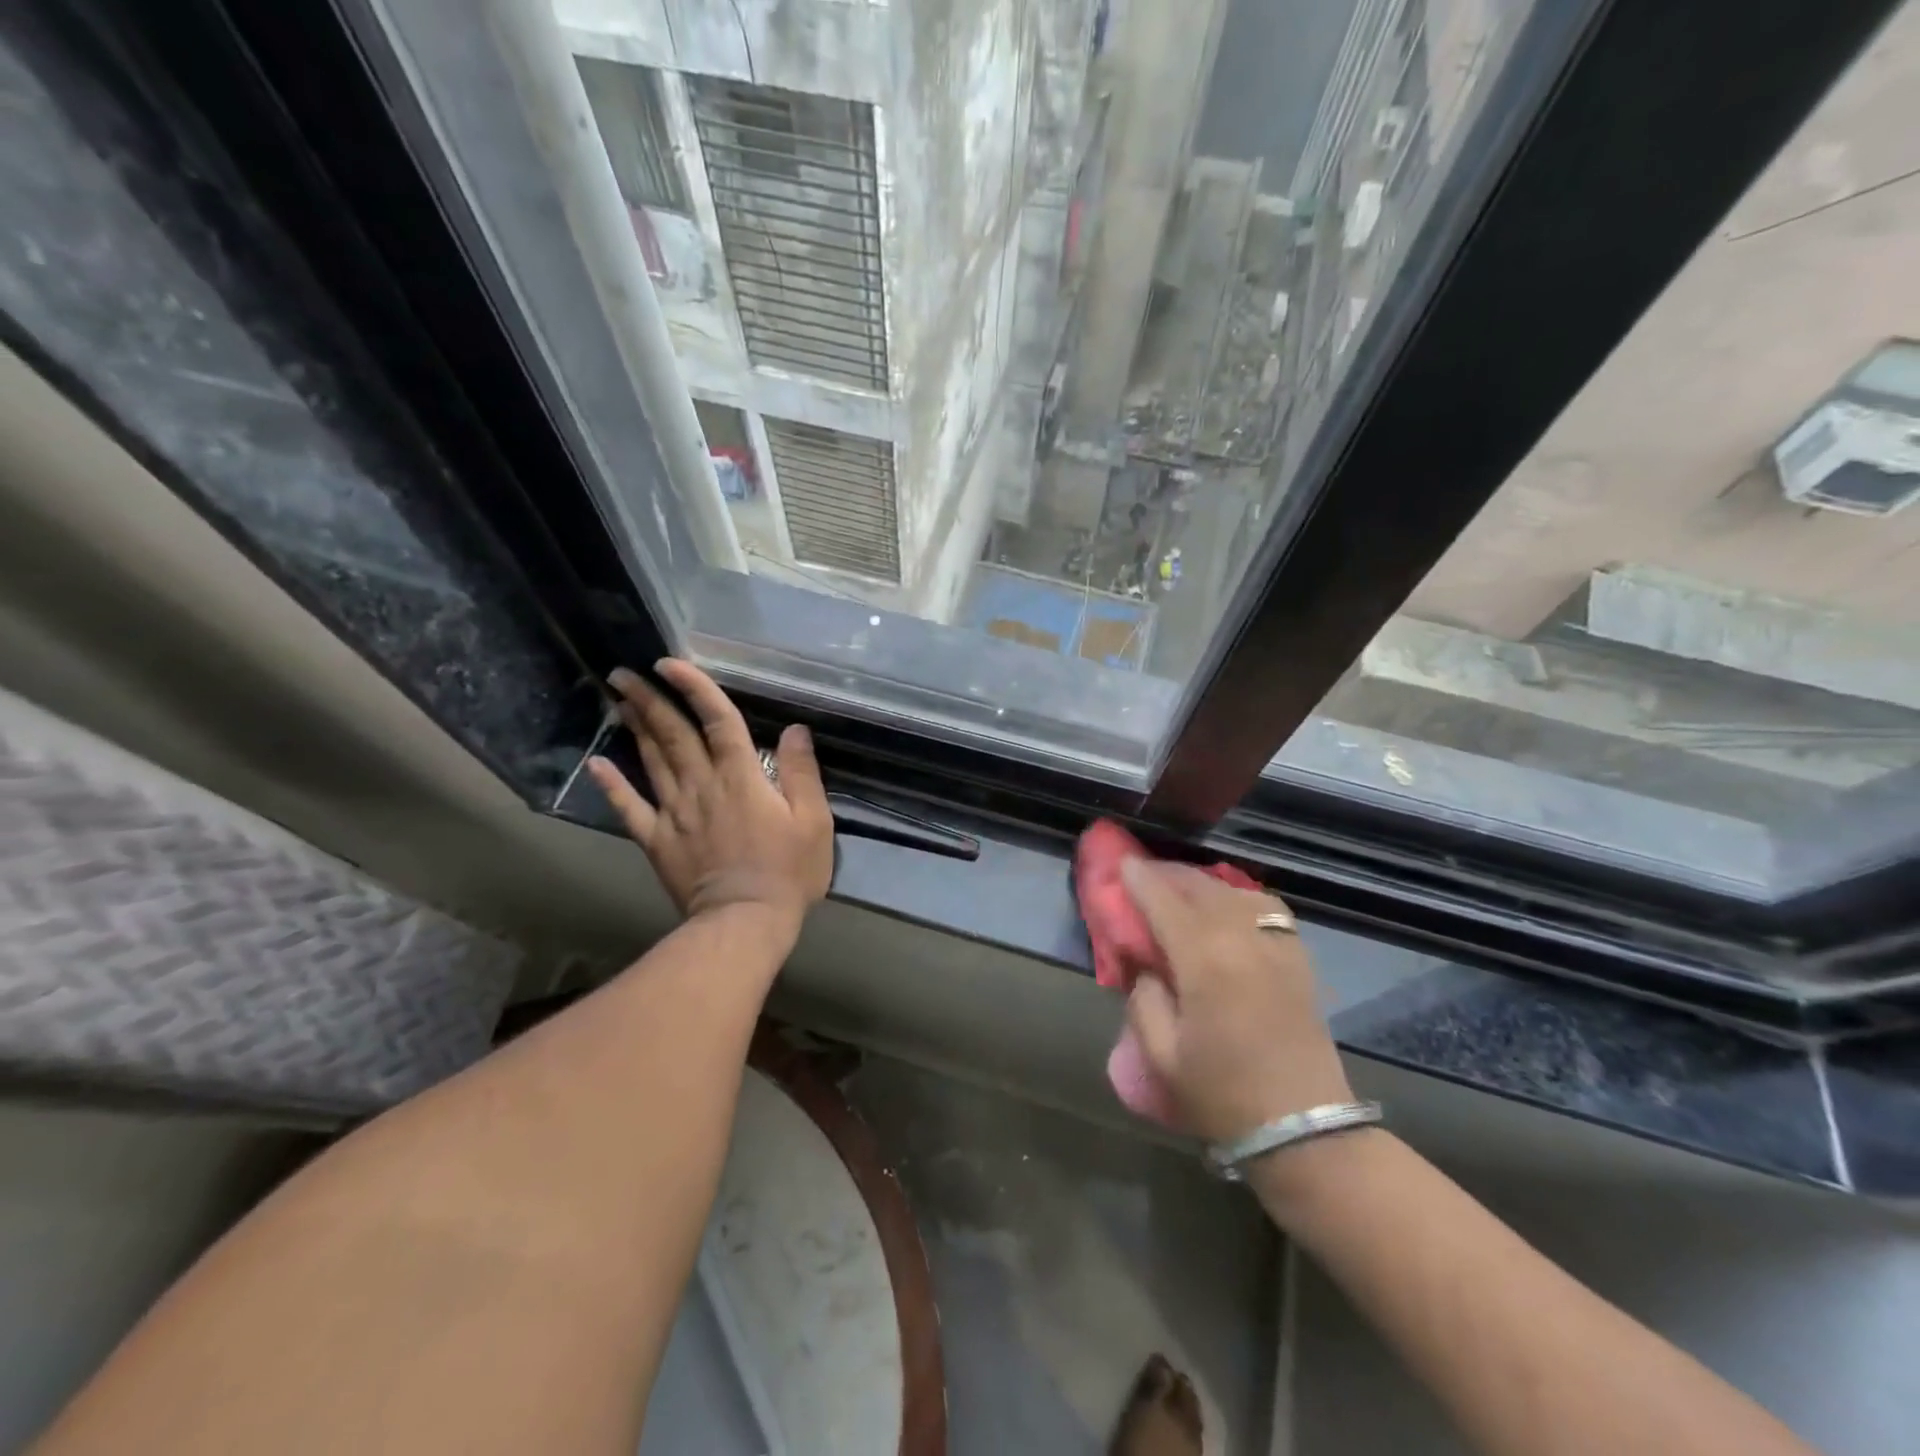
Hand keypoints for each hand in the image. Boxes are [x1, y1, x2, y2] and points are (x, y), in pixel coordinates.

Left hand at [587, 660, 833, 933]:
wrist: (745, 921)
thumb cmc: (788, 871)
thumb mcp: (813, 820)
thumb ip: (802, 772)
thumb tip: (794, 729)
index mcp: (742, 777)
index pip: (717, 720)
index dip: (695, 688)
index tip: (671, 663)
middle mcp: (702, 785)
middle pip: (673, 733)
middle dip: (650, 699)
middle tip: (625, 672)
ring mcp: (674, 812)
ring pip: (651, 760)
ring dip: (634, 726)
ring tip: (618, 698)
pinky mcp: (657, 840)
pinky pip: (629, 808)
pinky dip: (611, 785)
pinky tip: (596, 764)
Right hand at [1120, 859, 1351, 1145]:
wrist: (1304, 1129)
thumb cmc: (1222, 1094)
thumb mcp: (1162, 1054)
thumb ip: (1144, 999)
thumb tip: (1145, 966)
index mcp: (1205, 960)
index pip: (1164, 902)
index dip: (1139, 879)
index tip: (1121, 863)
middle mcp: (1242, 939)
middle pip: (1200, 888)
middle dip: (1168, 874)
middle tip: (1143, 873)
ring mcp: (1277, 945)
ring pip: (1234, 892)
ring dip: (1202, 883)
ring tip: (1180, 888)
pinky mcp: (1298, 958)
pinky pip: (1266, 908)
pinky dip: (1239, 897)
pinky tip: (1227, 906)